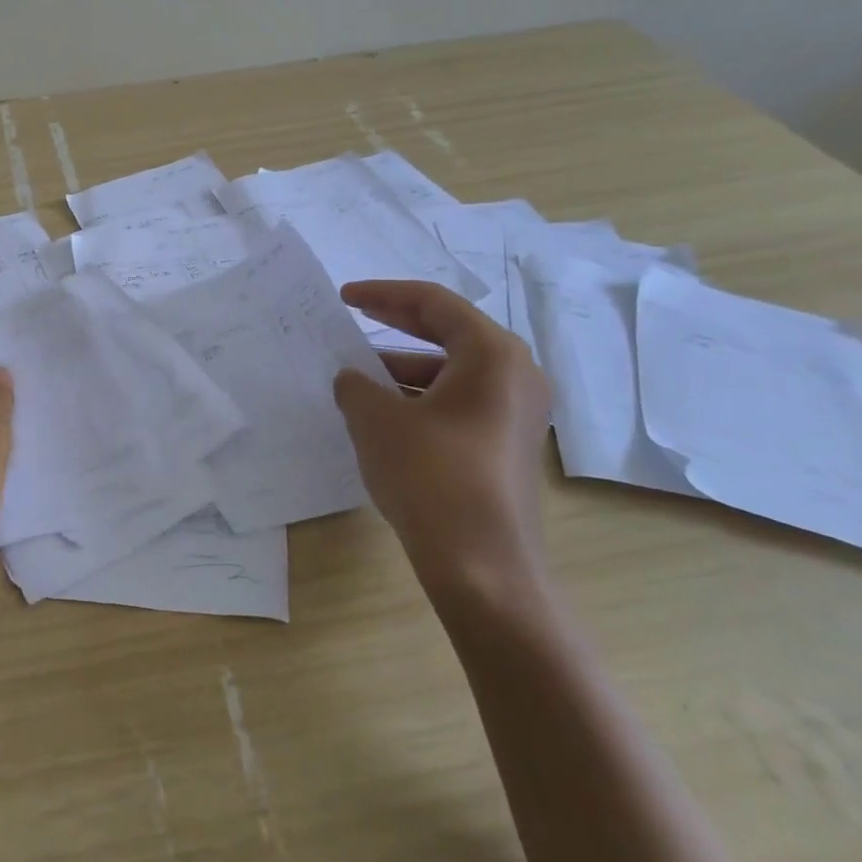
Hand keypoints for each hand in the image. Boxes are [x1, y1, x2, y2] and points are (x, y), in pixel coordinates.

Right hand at [333, 281, 553, 614]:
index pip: (434, 303)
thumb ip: (356, 385)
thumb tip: (352, 379)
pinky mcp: (507, 444)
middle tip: (354, 317)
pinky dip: (421, 395)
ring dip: (403, 366)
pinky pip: (459, 400)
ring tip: (358, 375)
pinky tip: (384, 412)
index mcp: (493, 354)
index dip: (383, 294)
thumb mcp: (376, 419)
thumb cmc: (430, 476)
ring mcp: (517, 412)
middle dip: (396, 323)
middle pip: (449, 330)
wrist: (482, 567)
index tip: (344, 297)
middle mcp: (516, 374)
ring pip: (453, 369)